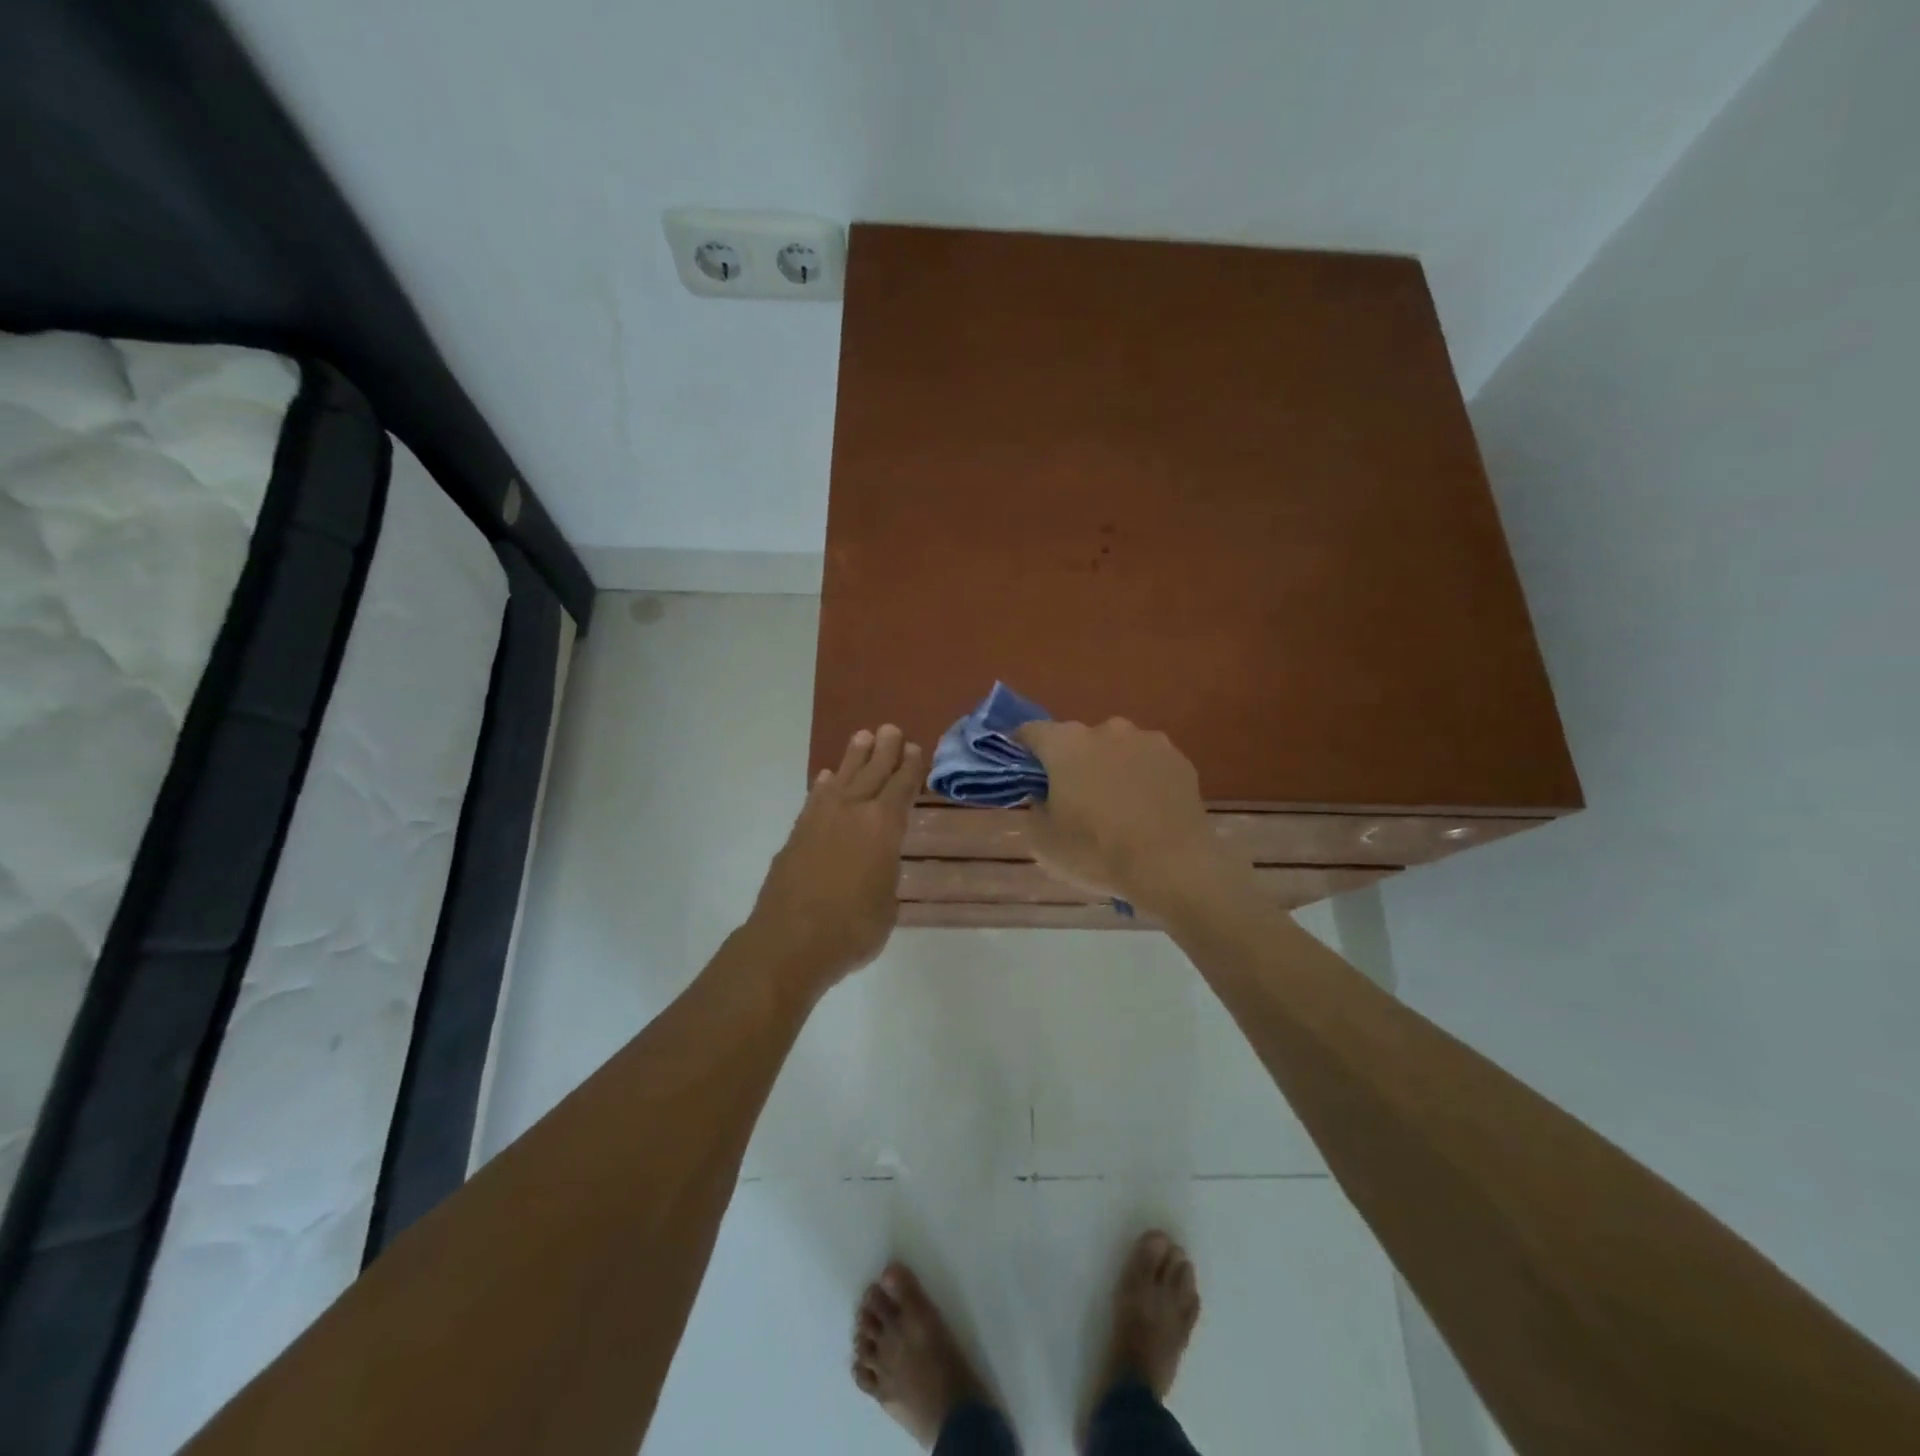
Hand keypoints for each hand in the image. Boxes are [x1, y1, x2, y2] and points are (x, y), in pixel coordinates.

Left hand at [749, 725, 921, 993]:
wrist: (789, 941)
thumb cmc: (851, 928)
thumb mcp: (887, 904)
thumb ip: (885, 874)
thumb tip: (877, 865)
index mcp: (884, 827)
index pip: (901, 788)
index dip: (909, 768)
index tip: (914, 749)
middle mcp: (853, 812)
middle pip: (872, 773)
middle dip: (884, 751)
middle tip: (890, 729)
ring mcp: (820, 820)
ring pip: (841, 778)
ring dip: (853, 758)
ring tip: (862, 737)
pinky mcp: (797, 833)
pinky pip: (815, 799)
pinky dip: (823, 786)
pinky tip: (826, 779)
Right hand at [1016, 718, 1227, 913]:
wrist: (1173, 867)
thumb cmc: (1097, 852)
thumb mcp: (1042, 841)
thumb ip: (1034, 807)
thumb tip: (1043, 794)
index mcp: (1066, 743)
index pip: (1031, 732)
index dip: (1022, 750)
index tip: (1024, 773)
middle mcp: (1106, 729)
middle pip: (1077, 740)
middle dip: (1072, 762)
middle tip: (1074, 799)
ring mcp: (1148, 740)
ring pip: (1116, 749)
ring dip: (1110, 768)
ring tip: (1117, 808)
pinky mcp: (1179, 759)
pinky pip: (1148, 764)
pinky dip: (1142, 779)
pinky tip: (1146, 811)